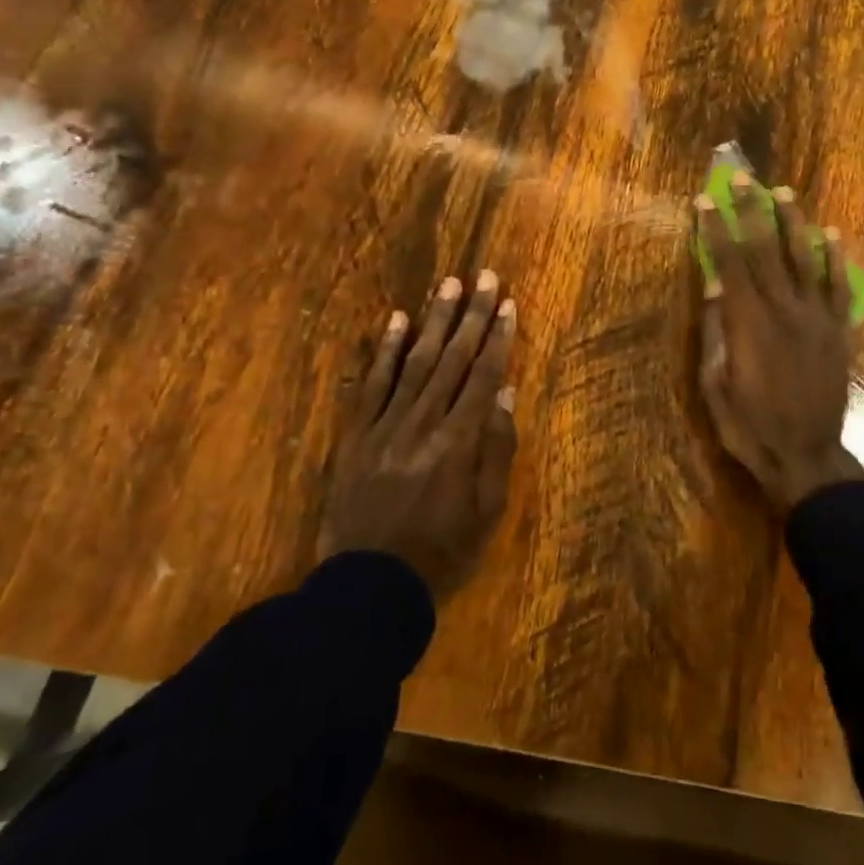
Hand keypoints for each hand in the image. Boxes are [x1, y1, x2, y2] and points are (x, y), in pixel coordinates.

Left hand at [319, 272, 516, 600]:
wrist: (368, 588)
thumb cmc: (441, 552)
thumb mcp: (487, 512)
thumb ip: (497, 450)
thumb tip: (505, 395)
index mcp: (458, 443)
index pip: (483, 377)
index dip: (498, 338)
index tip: (508, 303)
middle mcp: (423, 424)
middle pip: (452, 360)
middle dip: (470, 315)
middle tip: (483, 276)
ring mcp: (385, 426)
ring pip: (414, 363)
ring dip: (432, 321)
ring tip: (447, 285)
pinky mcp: (356, 436)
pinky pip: (371, 385)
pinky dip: (385, 351)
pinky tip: (396, 321)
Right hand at [695, 176, 863, 512]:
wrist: (805, 455)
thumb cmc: (750, 425)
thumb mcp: (717, 384)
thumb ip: (717, 332)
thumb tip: (714, 286)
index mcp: (748, 323)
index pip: (729, 263)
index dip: (716, 230)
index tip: (706, 202)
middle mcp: (784, 310)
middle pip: (765, 250)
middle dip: (752, 211)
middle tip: (743, 179)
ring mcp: (816, 318)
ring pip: (804, 259)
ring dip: (793, 224)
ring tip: (785, 193)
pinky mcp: (839, 331)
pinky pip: (838, 287)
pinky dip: (835, 260)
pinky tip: (831, 236)